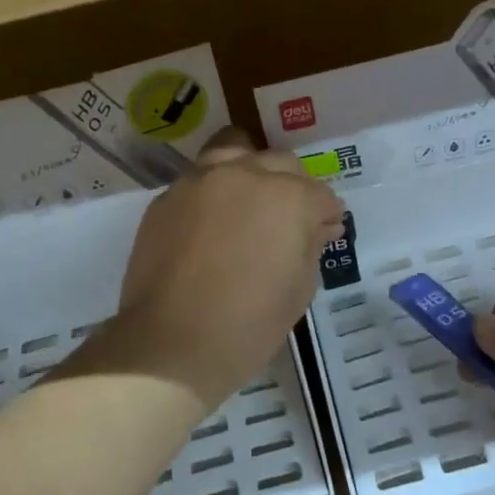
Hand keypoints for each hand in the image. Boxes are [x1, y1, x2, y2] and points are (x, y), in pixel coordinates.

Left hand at [116, 127, 344, 410]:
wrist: (172, 343)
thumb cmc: (249, 325)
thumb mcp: (299, 288)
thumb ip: (312, 245)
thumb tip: (319, 226)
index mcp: (288, 197)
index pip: (320, 194)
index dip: (326, 215)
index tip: (325, 232)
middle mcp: (245, 174)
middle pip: (281, 163)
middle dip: (293, 186)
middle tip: (289, 220)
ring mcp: (201, 180)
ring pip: (235, 151)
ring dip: (250, 170)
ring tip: (249, 201)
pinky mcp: (167, 196)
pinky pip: (200, 178)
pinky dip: (214, 190)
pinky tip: (213, 221)